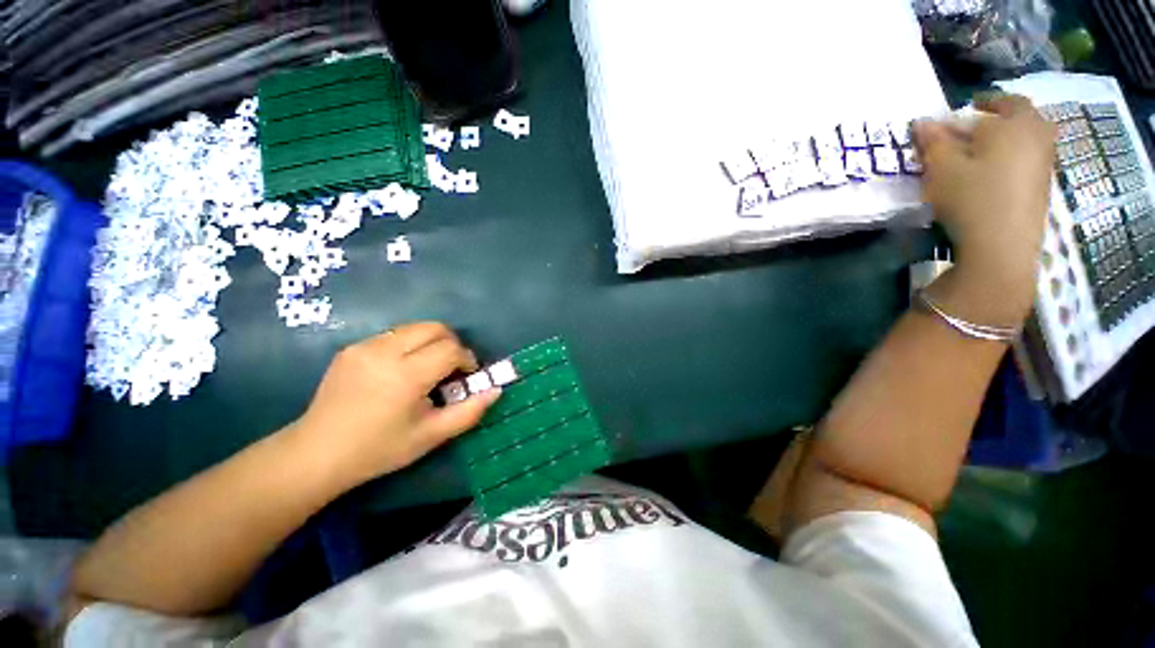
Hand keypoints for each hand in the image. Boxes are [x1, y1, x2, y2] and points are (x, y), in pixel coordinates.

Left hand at [289, 322, 500, 489]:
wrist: (317, 453)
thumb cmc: (379, 449)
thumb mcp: (431, 436)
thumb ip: (469, 412)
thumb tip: (496, 390)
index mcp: (405, 376)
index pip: (450, 349)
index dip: (466, 359)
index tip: (465, 377)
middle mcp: (384, 352)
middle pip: (435, 328)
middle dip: (452, 344)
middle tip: (450, 369)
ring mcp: (365, 347)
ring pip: (415, 328)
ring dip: (431, 342)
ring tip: (427, 369)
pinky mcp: (352, 348)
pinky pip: (394, 335)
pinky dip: (410, 345)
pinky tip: (401, 370)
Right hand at [914, 94, 1056, 326]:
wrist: (1002, 246)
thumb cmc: (972, 197)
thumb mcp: (941, 167)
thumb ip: (932, 141)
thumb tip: (922, 122)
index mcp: (1016, 123)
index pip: (1002, 100)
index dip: (983, 101)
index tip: (966, 107)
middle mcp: (1038, 136)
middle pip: (1021, 118)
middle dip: (999, 118)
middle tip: (976, 129)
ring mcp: (1045, 163)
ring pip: (1025, 140)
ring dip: (1004, 140)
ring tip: (979, 154)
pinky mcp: (1042, 187)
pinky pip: (1027, 160)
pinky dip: (1011, 159)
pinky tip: (990, 175)